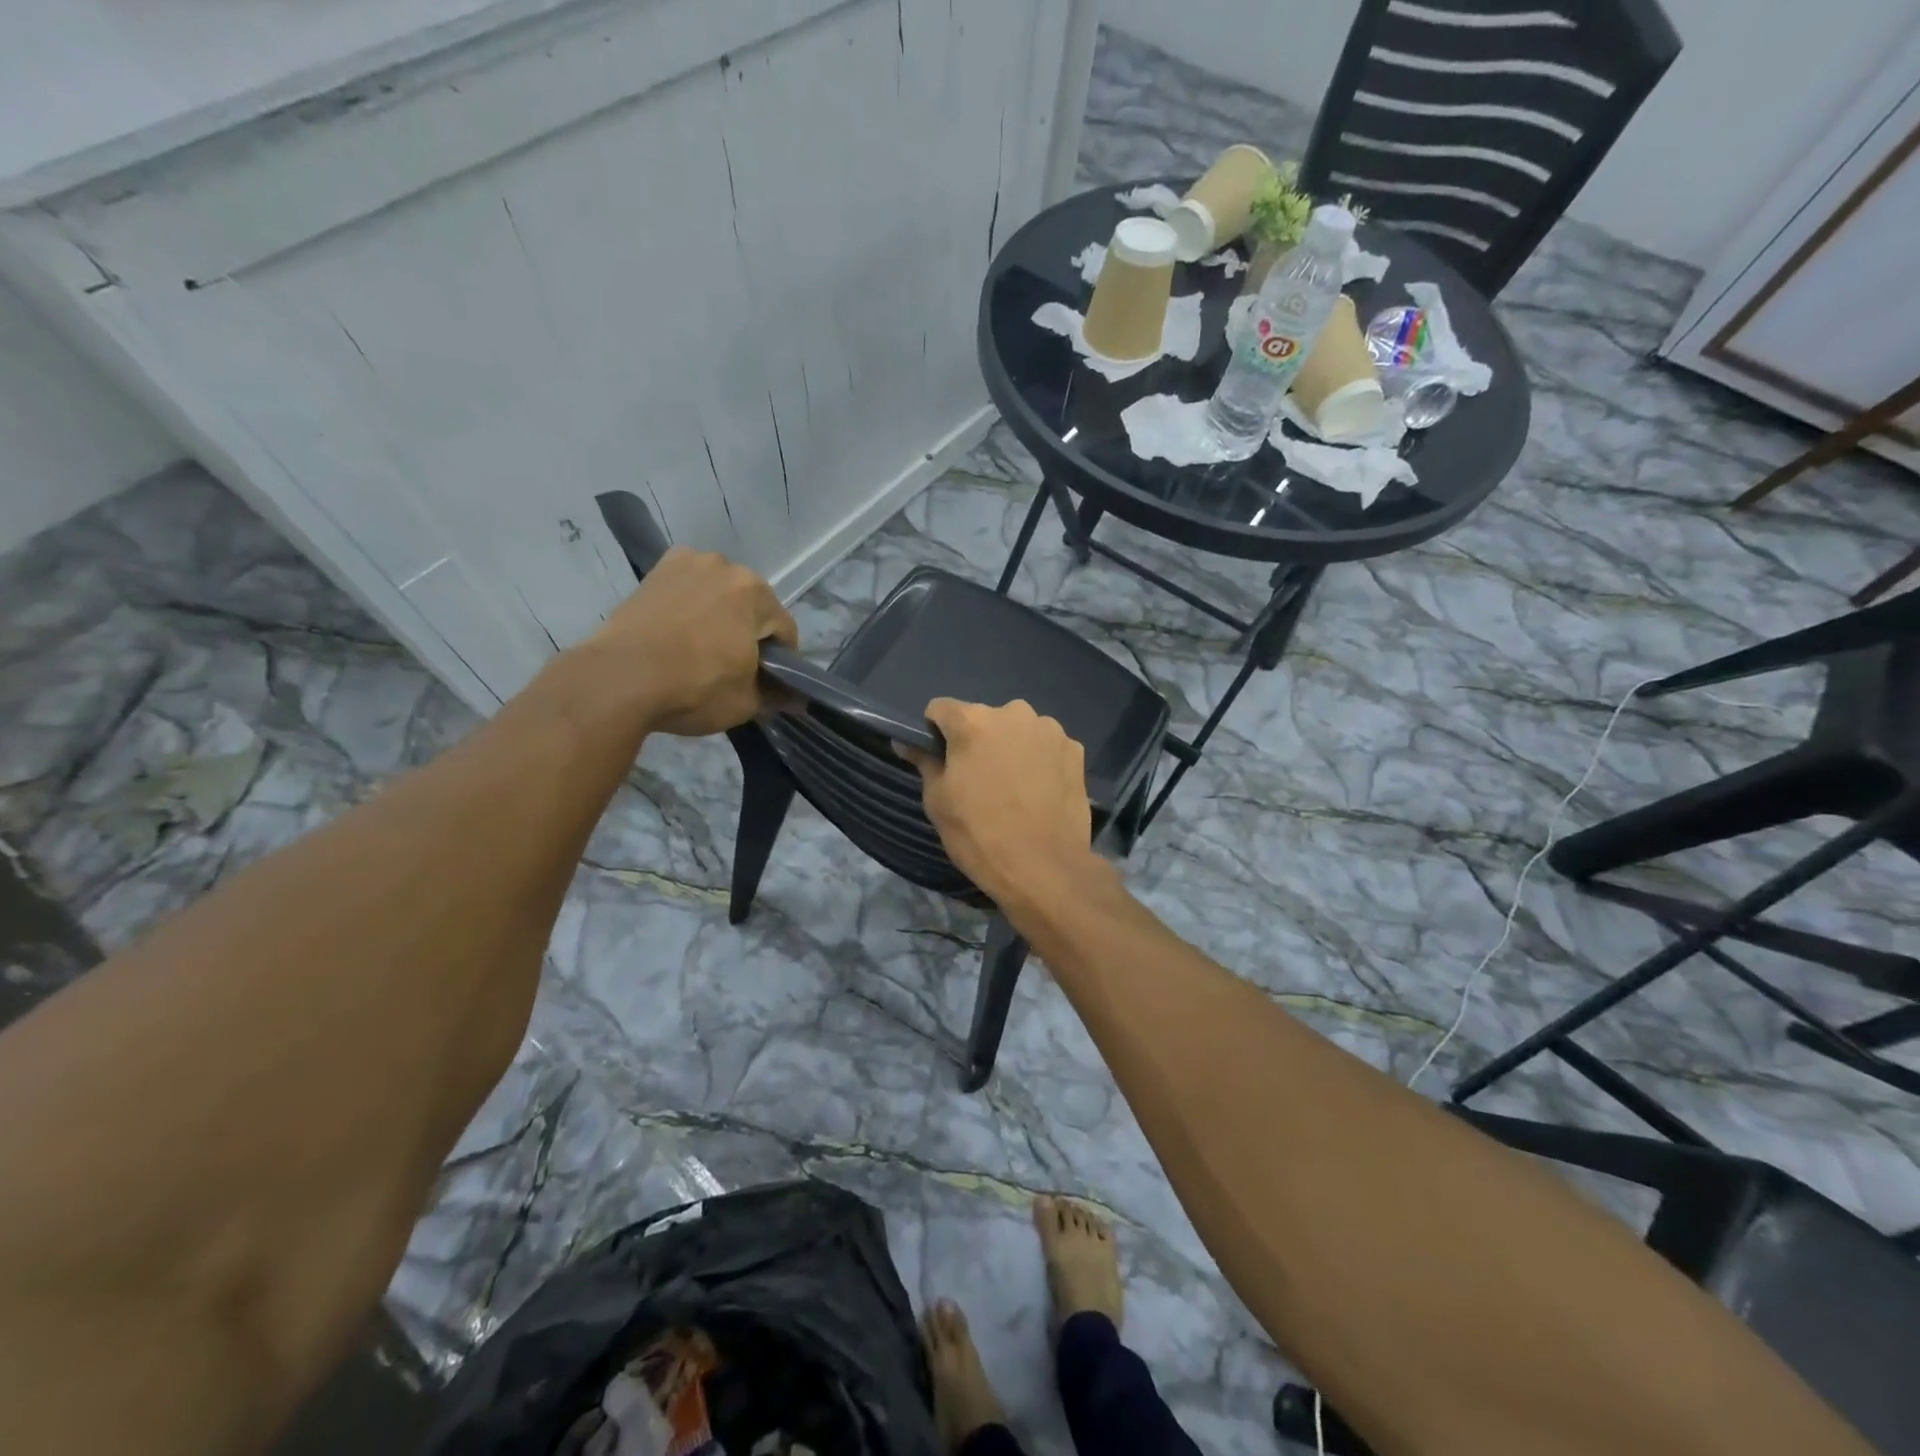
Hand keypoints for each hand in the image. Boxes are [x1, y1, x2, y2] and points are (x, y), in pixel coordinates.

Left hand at [586, 546, 796, 736]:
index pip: (784, 631)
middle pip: (752, 607)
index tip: (770, 684)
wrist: (619, 679)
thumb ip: (776, 696)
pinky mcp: (655, 572)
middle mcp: (725, 566)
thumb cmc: (694, 687)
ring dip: (720, 617)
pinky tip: (680, 634)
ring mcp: (687, 563)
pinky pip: (688, 590)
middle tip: (735, 668)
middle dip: (749, 633)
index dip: (783, 662)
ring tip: (703, 650)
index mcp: (755, 592)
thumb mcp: (745, 702)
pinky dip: (690, 607)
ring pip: (719, 596)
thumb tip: (796, 700)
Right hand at [904, 699, 1099, 909]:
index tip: (940, 760)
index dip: (935, 733)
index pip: (940, 709)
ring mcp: (1049, 730)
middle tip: (978, 780)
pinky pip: (1046, 747)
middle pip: (983, 718)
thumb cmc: (980, 834)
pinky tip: (1039, 792)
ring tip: (1013, 788)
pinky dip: (1039, 760)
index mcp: (973, 721)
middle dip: (977, 741)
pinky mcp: (1075, 750)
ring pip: (1017, 730)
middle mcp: (1013, 713)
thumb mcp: (938, 801)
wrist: (1044, 867)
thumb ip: (924, 762)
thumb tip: (907, 743)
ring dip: (1011, 748)